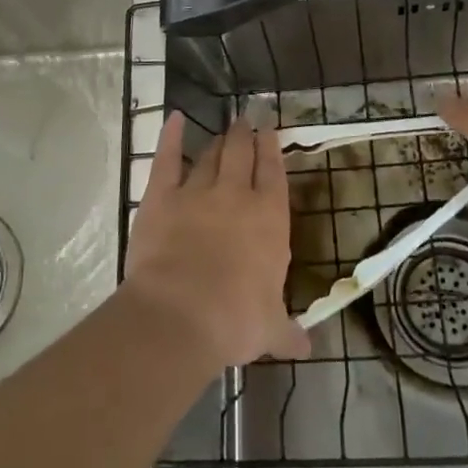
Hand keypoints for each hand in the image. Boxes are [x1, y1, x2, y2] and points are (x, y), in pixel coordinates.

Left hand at [122, 111, 310, 368]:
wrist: (180, 314)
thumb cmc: (235, 320)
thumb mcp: (269, 330)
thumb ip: (287, 332)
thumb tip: (306, 348)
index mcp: (269, 219)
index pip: (274, 173)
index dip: (272, 148)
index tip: (270, 130)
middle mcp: (236, 196)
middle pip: (242, 154)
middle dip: (245, 135)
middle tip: (246, 120)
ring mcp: (197, 192)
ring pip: (210, 156)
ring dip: (218, 141)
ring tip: (223, 130)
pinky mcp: (161, 196)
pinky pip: (166, 158)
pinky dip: (170, 137)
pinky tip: (175, 119)